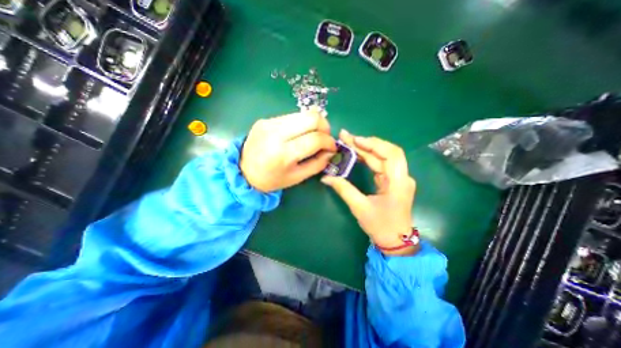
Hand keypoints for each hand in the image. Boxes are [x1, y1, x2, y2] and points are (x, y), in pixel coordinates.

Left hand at [239, 108, 336, 192]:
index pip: (315, 139)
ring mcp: (269, 123)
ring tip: (314, 136)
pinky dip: (302, 124)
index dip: (329, 142)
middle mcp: (276, 133)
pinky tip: (299, 134)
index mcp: (283, 154)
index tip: (332, 148)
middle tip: (325, 138)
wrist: (243, 171)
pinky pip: (292, 116)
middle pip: (312, 117)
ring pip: (303, 113)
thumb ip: (318, 164)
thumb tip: (331, 151)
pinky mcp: (266, 119)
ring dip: (314, 124)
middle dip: (325, 127)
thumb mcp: (297, 177)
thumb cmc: (271, 179)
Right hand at [320, 130, 416, 255]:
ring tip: (348, 142)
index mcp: (399, 182)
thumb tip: (326, 177)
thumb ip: (344, 189)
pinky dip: (368, 158)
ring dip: (365, 149)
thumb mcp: (360, 208)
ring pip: (382, 157)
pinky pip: (380, 165)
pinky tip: (356, 154)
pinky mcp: (392, 181)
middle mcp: (402, 177)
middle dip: (365, 143)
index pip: (391, 154)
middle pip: (386, 152)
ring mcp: (398, 178)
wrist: (395, 242)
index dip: (373, 144)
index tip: (355, 139)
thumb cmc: (380, 226)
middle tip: (345, 137)